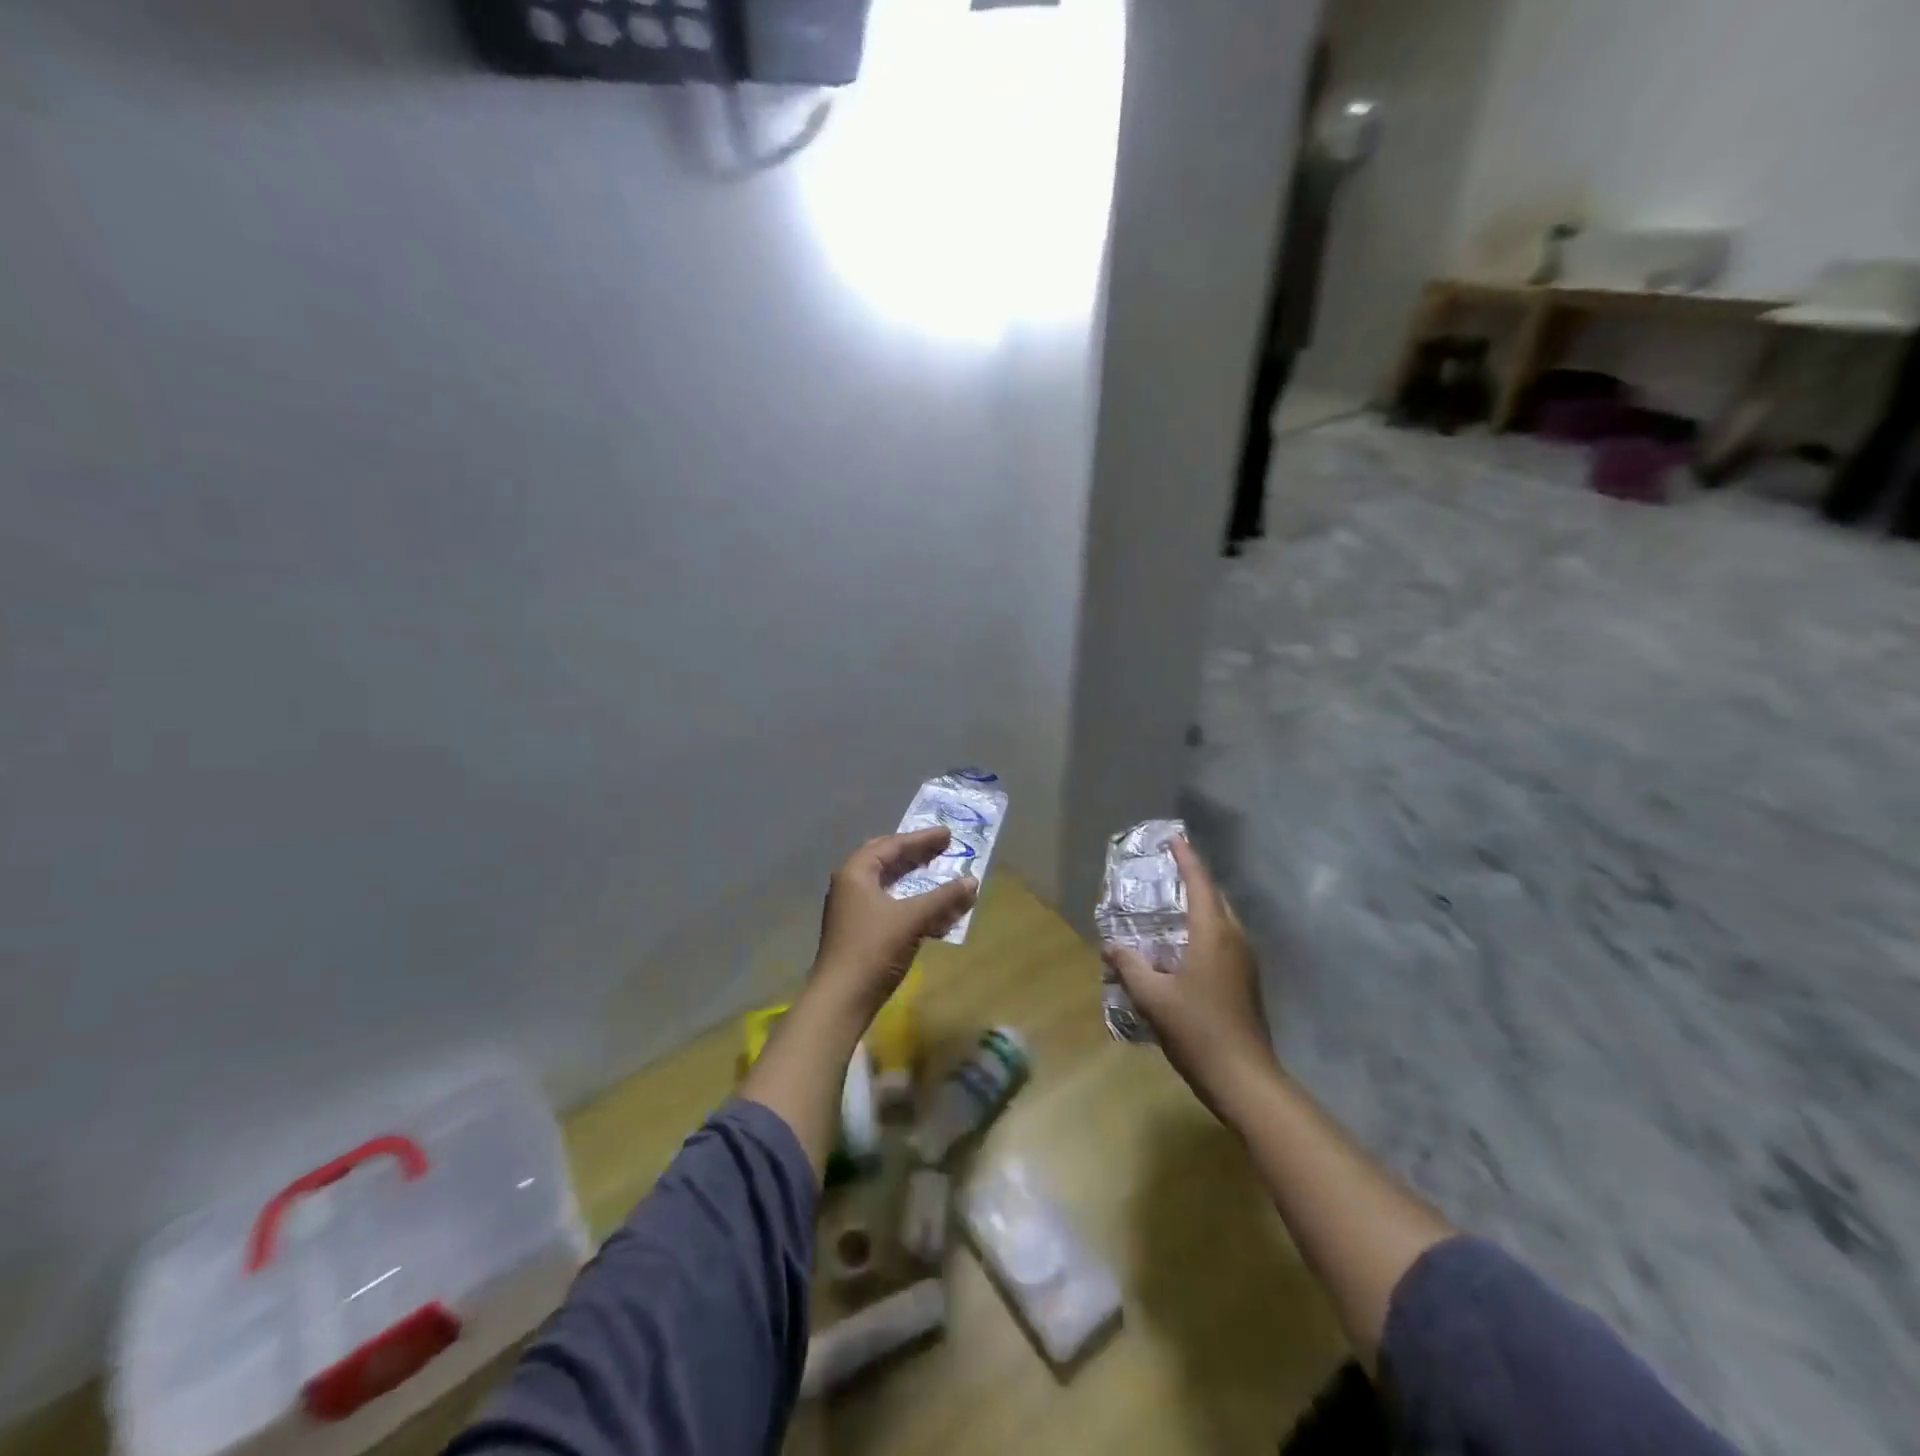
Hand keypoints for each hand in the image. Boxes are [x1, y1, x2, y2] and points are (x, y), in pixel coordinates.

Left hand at [811, 828, 977, 1021]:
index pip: (892, 845)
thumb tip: (973, 881)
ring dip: (915, 881)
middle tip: (942, 850)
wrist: (841, 1000)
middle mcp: (850, 885)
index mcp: (856, 873)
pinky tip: (932, 914)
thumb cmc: (873, 950)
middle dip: (915, 855)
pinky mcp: (858, 932)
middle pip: (886, 861)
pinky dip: (910, 904)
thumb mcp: (912, 919)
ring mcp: (852, 910)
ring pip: (888, 885)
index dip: (922, 839)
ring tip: (941, 877)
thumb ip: (944, 898)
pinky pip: (889, 906)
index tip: (948, 835)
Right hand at [1103, 837, 1279, 1125]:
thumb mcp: (1153, 997)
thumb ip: (1129, 966)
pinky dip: (1204, 929)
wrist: (1245, 1078)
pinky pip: (1224, 940)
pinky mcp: (1247, 981)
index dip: (1186, 858)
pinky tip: (1183, 946)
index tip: (1174, 838)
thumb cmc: (1198, 1030)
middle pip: (1215, 898)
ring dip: (1200, 906)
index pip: (1200, 884)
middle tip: (1166, 870)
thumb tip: (1110, 945)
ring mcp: (1245, 961)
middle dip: (1193, 879)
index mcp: (1213, 934)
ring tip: (1171, 905)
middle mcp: (1234, 939)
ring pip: (1222, 920)